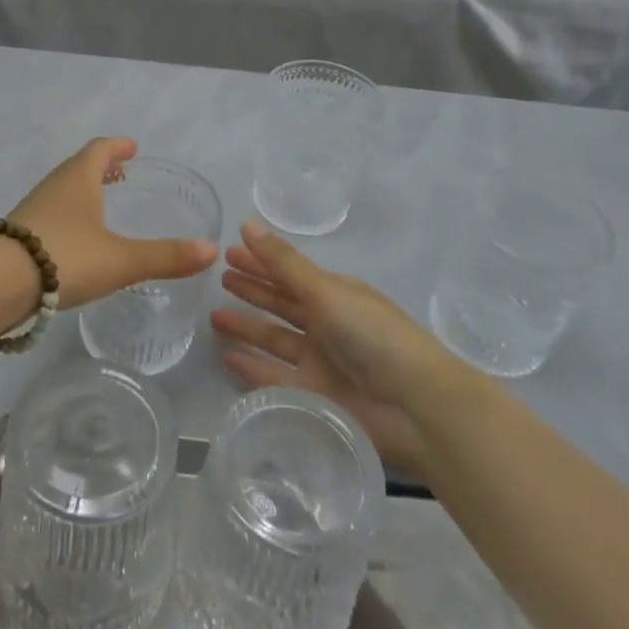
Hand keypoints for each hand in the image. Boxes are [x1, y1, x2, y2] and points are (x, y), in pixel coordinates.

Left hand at [10, 138, 217, 309]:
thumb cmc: (65, 258)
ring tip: (99, 206)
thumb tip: (213, 250)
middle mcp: (53, 187)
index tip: (132, 147)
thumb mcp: (122, 260)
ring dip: (81, 191)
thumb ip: (167, 257)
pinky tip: (71, 241)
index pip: (100, 150)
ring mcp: (30, 210)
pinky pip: (47, 214)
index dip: (117, 146)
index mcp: (78, 179)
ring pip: (60, 191)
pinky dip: (65, 216)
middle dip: (100, 167)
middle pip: (77, 167)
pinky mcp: (14, 235)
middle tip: (120, 173)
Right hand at [214, 221, 443, 476]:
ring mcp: (320, 361)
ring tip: (213, 316)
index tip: (228, 251)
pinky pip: (274, 377)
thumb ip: (283, 263)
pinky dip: (252, 366)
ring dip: (247, 327)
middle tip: (218, 279)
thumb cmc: (372, 335)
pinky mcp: (314, 396)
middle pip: (281, 303)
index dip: (260, 261)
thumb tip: (247, 223)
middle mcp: (327, 323)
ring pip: (274, 338)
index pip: (288, 272)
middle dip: (252, 290)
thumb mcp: (326, 291)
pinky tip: (226, 356)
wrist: (415, 406)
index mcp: (335, 293)